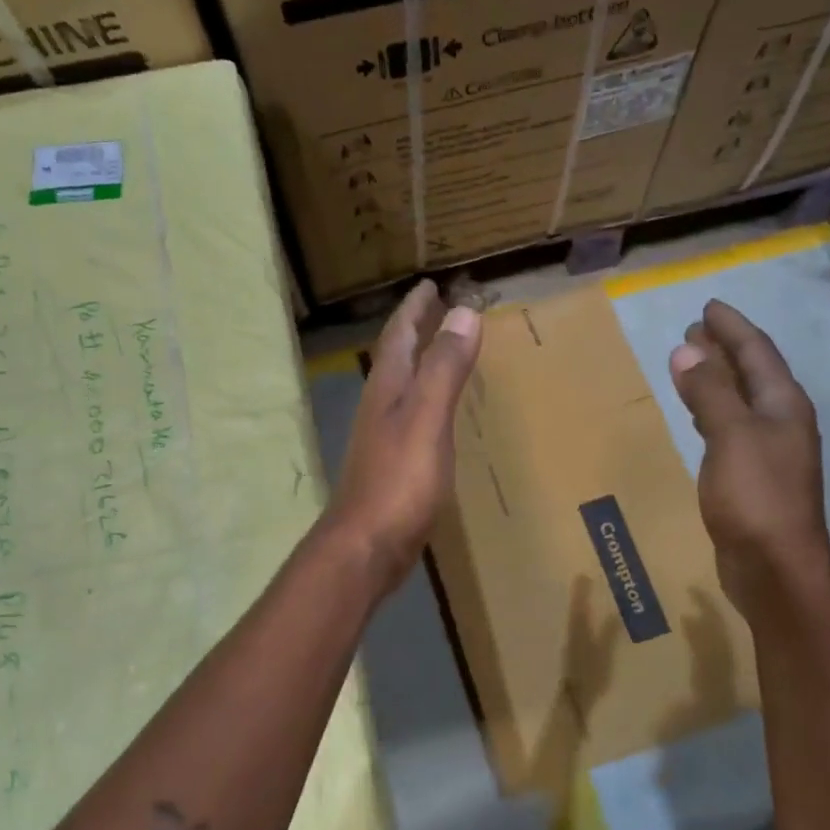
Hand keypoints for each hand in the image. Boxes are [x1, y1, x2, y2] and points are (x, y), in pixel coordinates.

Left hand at [323, 280, 481, 590]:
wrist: (366, 545)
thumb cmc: (399, 480)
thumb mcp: (427, 417)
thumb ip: (444, 367)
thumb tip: (463, 312)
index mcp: (388, 387)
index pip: (400, 334)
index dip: (415, 308)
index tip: (430, 285)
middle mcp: (380, 405)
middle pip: (398, 356)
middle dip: (416, 329)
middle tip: (438, 308)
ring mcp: (382, 436)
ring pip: (402, 385)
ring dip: (420, 361)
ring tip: (441, 350)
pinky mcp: (392, 464)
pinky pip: (410, 414)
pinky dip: (426, 397)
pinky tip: (437, 412)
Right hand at [669, 300, 828, 609]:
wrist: (775, 567)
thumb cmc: (756, 495)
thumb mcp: (730, 435)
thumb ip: (710, 391)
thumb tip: (686, 348)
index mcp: (783, 404)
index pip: (757, 352)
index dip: (732, 327)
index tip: (708, 306)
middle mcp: (781, 421)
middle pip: (752, 373)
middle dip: (725, 348)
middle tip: (695, 328)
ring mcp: (769, 451)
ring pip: (741, 400)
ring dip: (718, 377)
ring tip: (692, 362)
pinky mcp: (752, 476)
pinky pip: (730, 427)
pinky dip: (712, 410)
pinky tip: (698, 415)